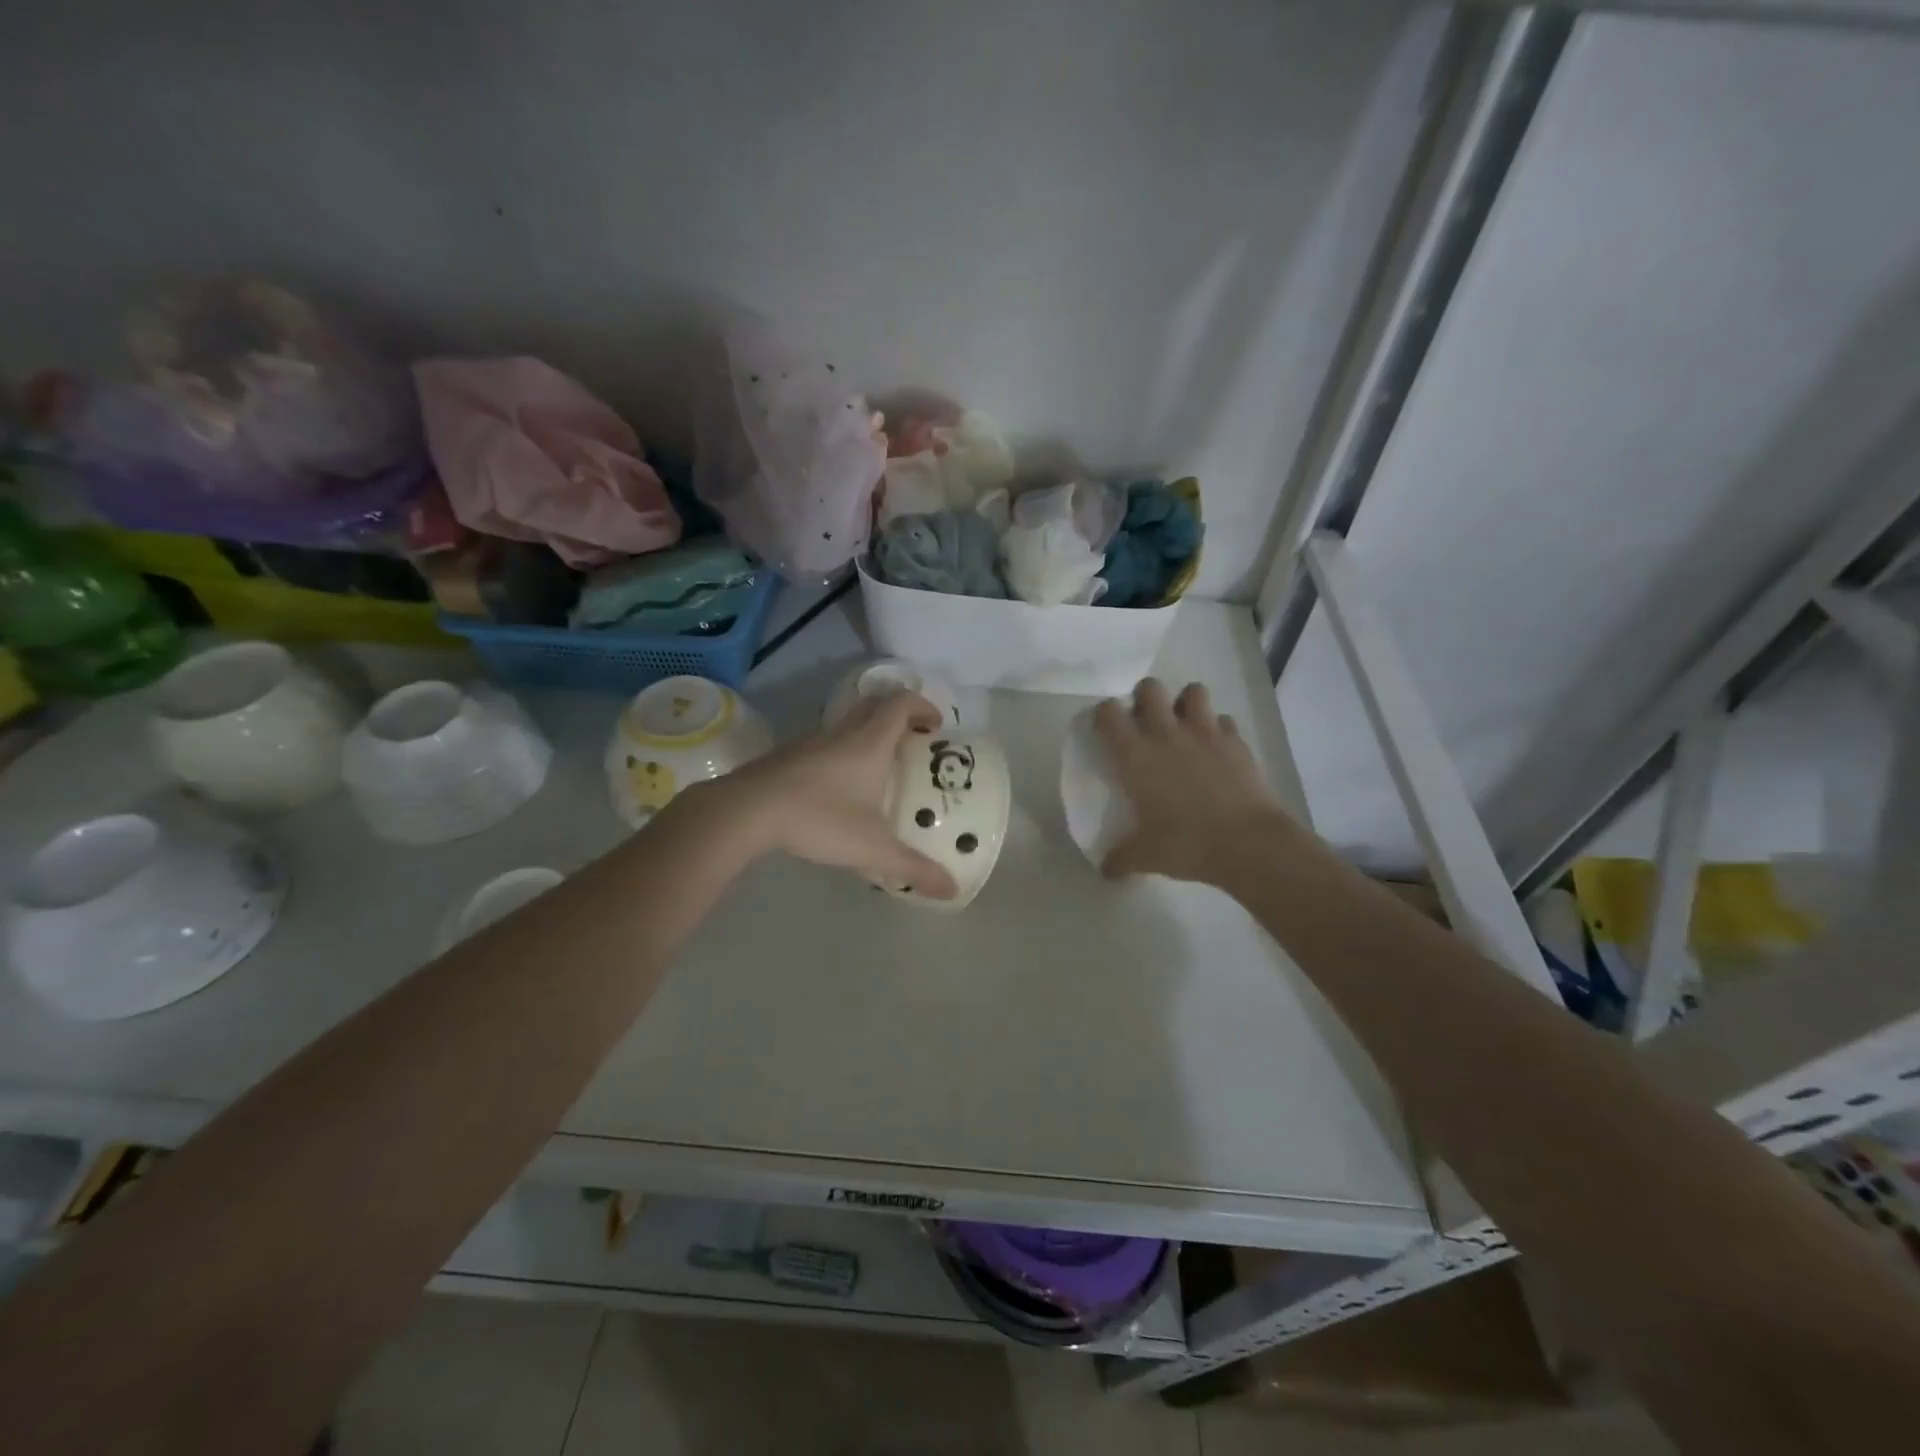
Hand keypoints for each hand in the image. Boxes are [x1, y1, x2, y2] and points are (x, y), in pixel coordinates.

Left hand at [703, 692, 957, 899]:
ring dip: (868, 735)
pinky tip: (840, 788)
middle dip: (899, 718)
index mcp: (870, 742)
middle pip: (876, 706)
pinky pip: (826, 743)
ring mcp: (811, 742)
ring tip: (880, 769)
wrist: (747, 810)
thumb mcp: (872, 848)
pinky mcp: (788, 756)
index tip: (936, 726)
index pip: (901, 703)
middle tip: (914, 744)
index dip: (923, 707)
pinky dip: (843, 753)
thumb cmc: (819, 818)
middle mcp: (842, 733)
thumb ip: (913, 867)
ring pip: (847, 724)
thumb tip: (952, 890)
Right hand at [1094, 678, 1291, 886]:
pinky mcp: (1237, 742)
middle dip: (1144, 697)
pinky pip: (1225, 721)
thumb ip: (1120, 859)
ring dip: (1186, 703)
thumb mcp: (1145, 857)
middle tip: (1145, 721)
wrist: (1248, 844)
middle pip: (1150, 688)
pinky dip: (1219, 729)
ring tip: (1184, 725)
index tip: (1105, 727)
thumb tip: (1105, 870)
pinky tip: (1217, 749)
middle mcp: (1167, 734)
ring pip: (1193, 691)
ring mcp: (1206, 733)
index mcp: (1136, 756)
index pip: (1108, 713)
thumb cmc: (1186, 844)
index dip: (1103, 713)